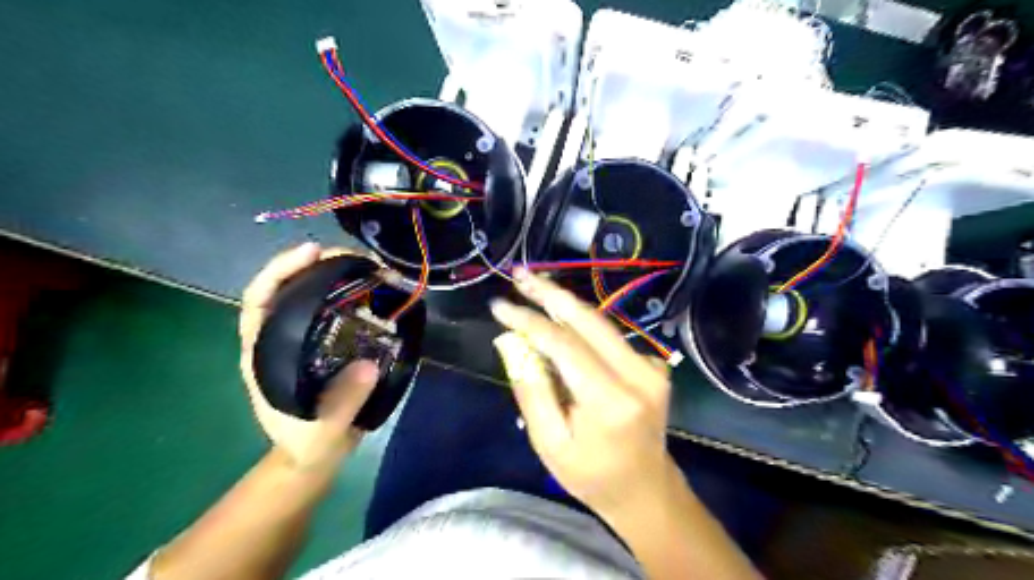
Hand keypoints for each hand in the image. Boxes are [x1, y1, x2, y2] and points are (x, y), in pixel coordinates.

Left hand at [238, 241, 378, 471]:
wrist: (315, 454)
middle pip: (288, 287)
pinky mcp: (327, 342)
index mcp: (264, 353)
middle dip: (316, 263)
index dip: (280, 270)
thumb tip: (368, 365)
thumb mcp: (323, 428)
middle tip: (354, 255)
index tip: (311, 252)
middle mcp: (279, 338)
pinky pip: (336, 309)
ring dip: (337, 273)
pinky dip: (353, 293)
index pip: (259, 300)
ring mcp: (303, 338)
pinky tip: (375, 288)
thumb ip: (342, 401)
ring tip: (369, 265)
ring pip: (312, 294)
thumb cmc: (308, 442)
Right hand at [492, 269, 679, 516]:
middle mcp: (638, 374)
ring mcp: (651, 366)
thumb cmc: (591, 475)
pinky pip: (609, 336)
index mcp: (611, 400)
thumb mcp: (549, 442)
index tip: (499, 306)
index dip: (529, 321)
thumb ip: (531, 389)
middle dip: (550, 293)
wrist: (645, 489)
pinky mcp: (653, 363)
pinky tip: (557, 316)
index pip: (564, 344)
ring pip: (600, 323)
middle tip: (519, 273)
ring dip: (564, 303)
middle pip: (588, 320)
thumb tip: (510, 341)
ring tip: (532, 284)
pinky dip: (580, 324)